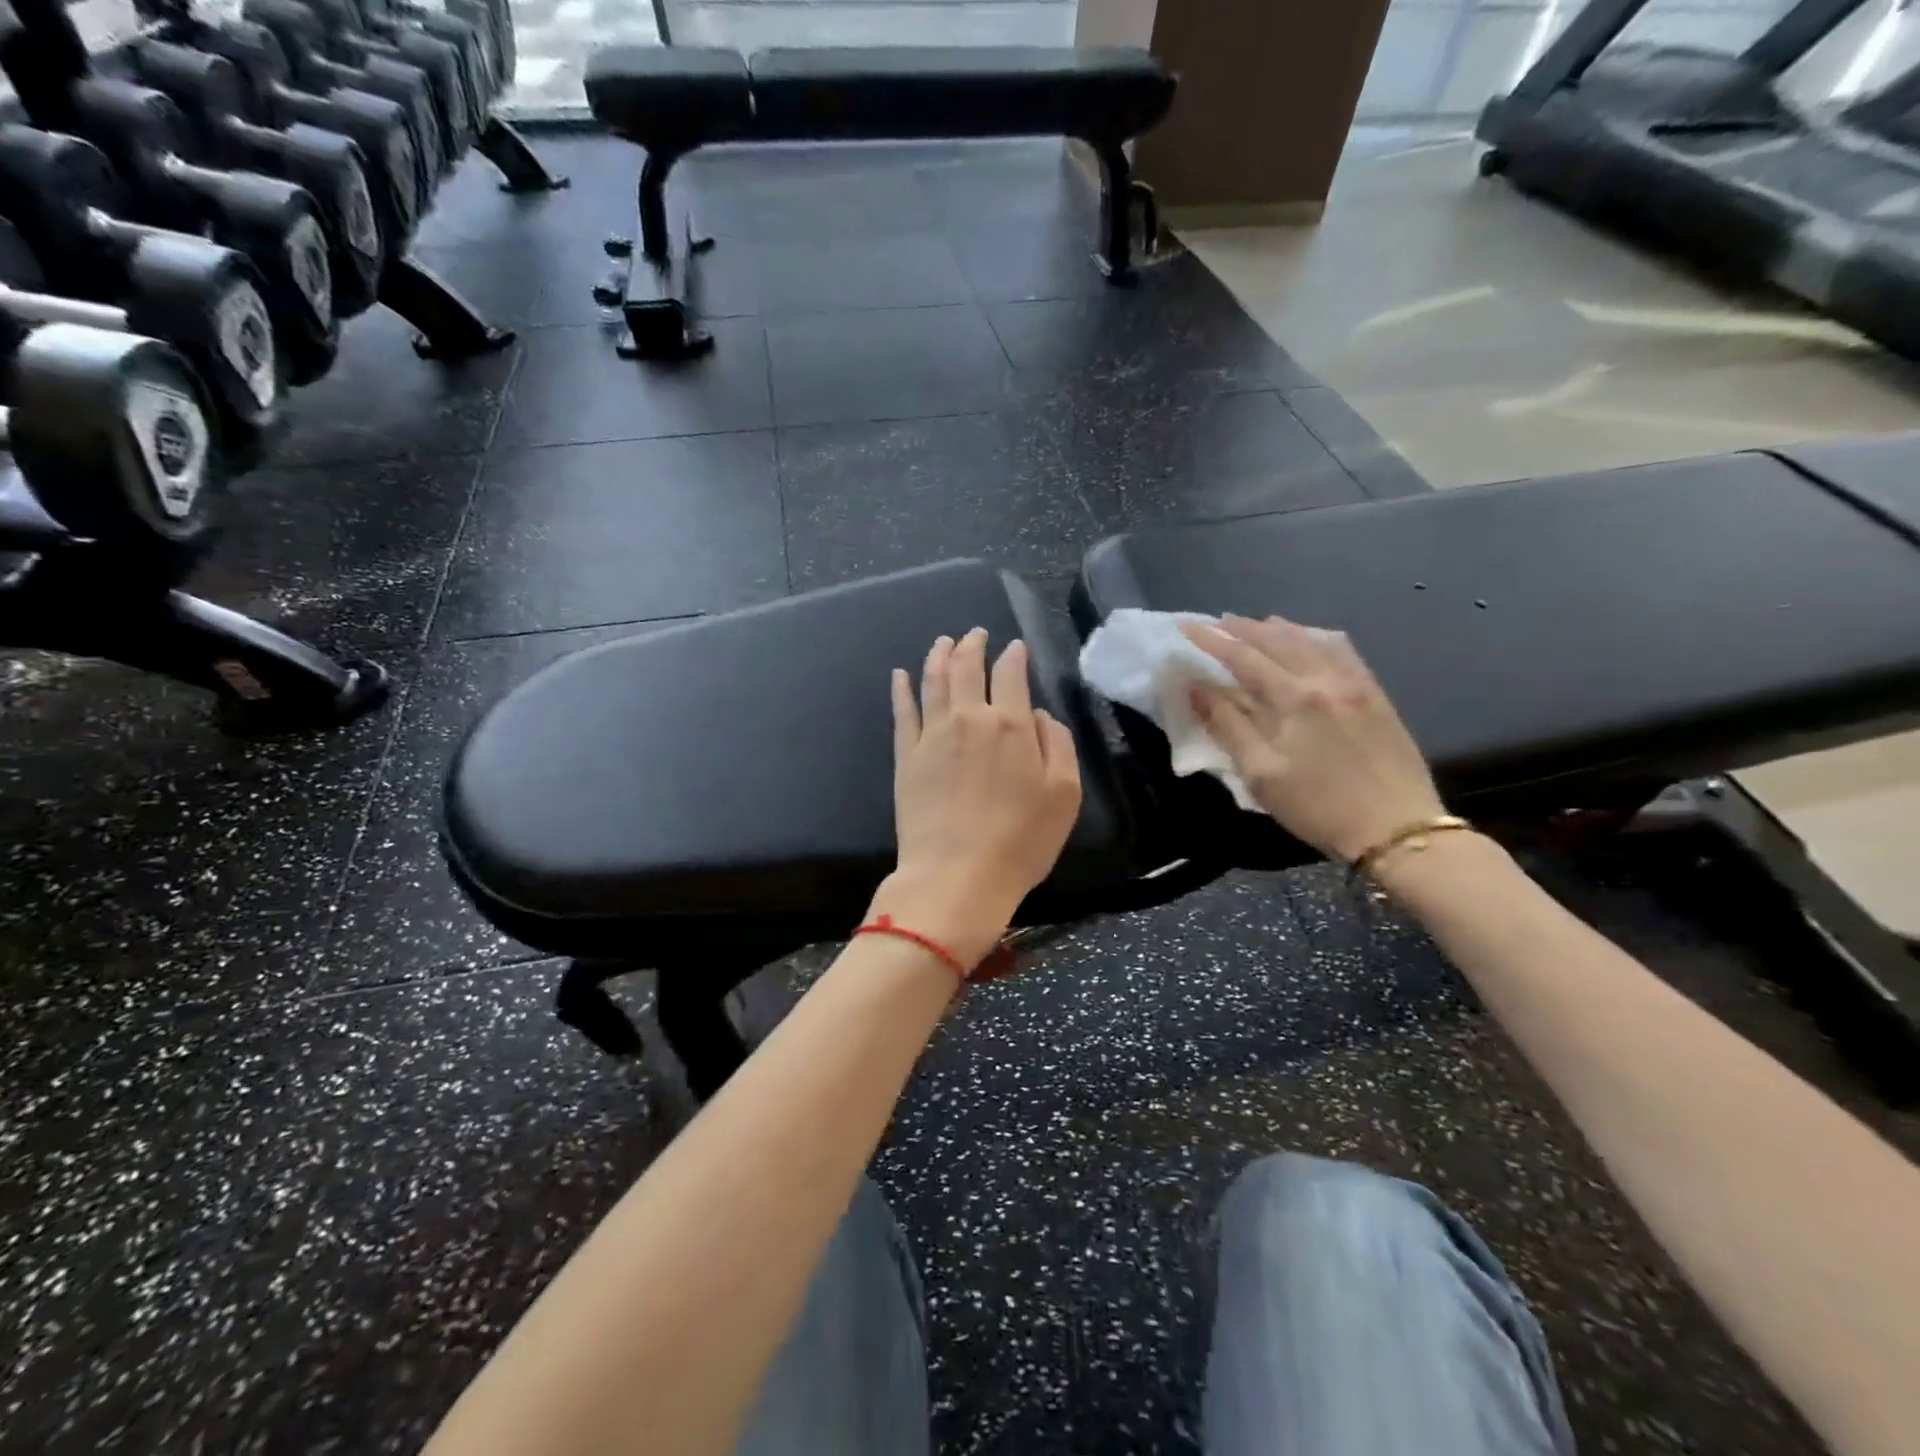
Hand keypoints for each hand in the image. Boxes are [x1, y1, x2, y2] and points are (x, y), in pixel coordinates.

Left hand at [872, 628, 1082, 967]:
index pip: (1011, 674)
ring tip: (943, 642)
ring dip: (939, 656)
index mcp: (1011, 725)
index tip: (1015, 648)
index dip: (1014, 656)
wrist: (957, 877)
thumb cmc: (1021, 841)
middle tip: (976, 634)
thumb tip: (1037, 715)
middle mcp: (969, 719)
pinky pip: (902, 712)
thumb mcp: (1065, 794)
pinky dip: (901, 689)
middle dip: (973, 645)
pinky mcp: (906, 757)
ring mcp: (932, 736)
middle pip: (968, 668)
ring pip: (933, 681)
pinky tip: (899, 675)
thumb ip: (1057, 744)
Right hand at [1180, 615, 1443, 862]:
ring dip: (1277, 628)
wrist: (1397, 829)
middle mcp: (1324, 679)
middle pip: (1276, 640)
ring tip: (1255, 623)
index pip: (1242, 657)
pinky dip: (1316, 637)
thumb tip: (1197, 688)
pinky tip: (1309, 638)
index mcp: (1293, 698)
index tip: (1185, 626)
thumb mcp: (1261, 774)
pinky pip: (1342, 651)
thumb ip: (1227, 726)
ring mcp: (1355, 683)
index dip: (1210, 640)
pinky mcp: (1375, 694)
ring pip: (1310, 640)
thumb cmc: (1318, 807)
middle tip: (1215, 622)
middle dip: (1242, 628)